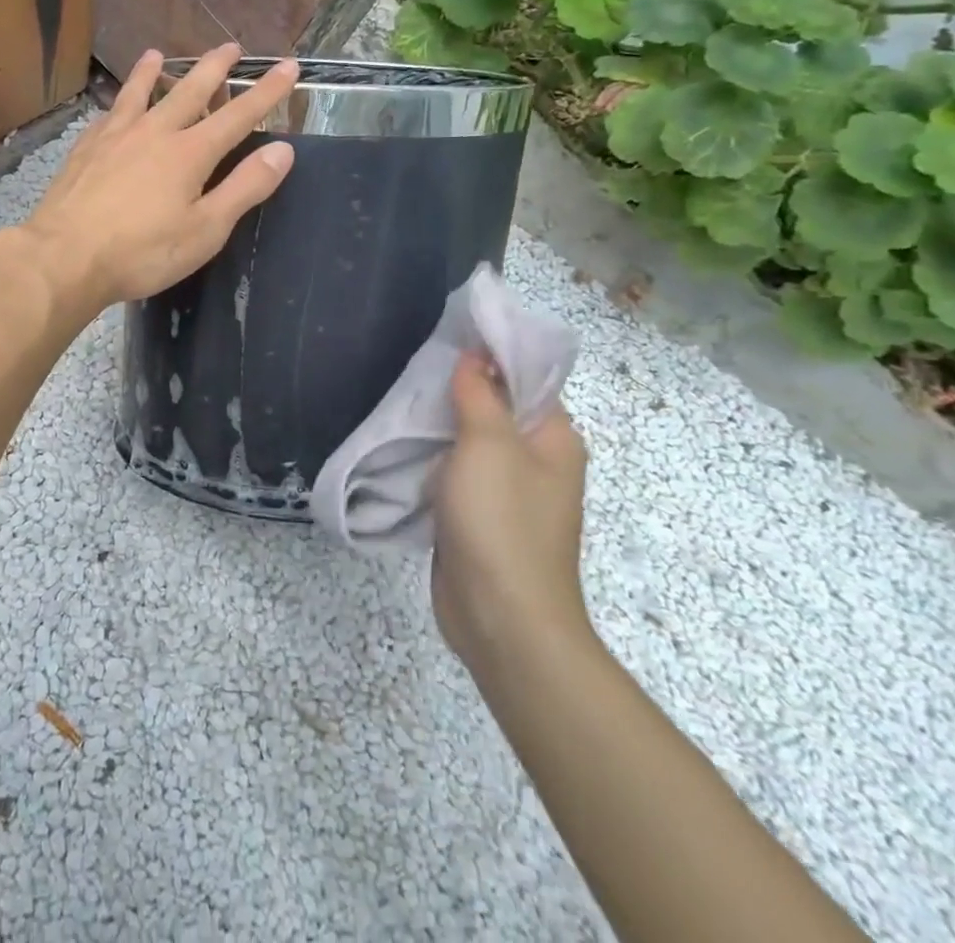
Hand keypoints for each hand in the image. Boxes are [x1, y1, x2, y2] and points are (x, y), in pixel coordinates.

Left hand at [18, 45, 298, 312]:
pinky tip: (114, 106)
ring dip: (151, 71)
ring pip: (138, 93)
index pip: (238, 115)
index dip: (266, 91)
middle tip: (230, 47)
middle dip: (214, 68)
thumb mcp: (206, 229)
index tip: (288, 67)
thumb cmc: (142, 252)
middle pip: (189, 90)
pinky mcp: (84, 149)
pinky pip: (107, 114)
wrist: (65, 257)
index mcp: (189, 152)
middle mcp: (153, 132)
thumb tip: (283, 150)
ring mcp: (114, 137)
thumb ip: (245, 187)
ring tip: (156, 54)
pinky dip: (117, 102)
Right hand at [430, 351, 592, 665]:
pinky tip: (403, 444)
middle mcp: (537, 462)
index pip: (526, 379)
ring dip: (441, 425)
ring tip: (400, 398)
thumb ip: (480, 394)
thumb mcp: (488, 444)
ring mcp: (507, 492)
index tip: (446, 337)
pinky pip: (456, 473)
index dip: (490, 355)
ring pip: (471, 442)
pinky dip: (433, 458)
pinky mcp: (479, 517)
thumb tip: (476, 354)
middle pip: (496, 408)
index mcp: (554, 439)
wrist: (500, 617)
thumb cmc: (501, 521)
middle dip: (457, 389)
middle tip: (413, 367)